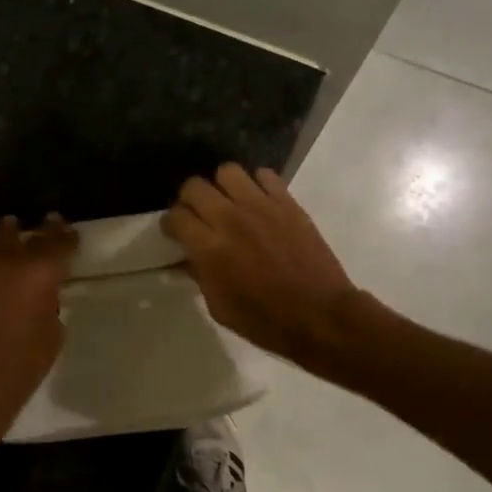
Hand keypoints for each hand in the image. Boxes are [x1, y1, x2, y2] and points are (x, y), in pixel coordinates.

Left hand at [0, 214, 77, 437]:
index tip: (69, 229)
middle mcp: (7, 261)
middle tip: (44, 222)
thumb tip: (40, 294)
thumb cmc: (22, 365)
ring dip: (2, 237)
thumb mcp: (52, 334)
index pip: (57, 243)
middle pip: (23, 236)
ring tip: (6, 231)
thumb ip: (48, 303)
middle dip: (37, 231)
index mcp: (39, 272)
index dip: (65, 235)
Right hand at [165, 164, 359, 367]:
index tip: (176, 233)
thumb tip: (184, 258)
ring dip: (222, 186)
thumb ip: (198, 275)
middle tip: (198, 216)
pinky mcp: (287, 203)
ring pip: (227, 171)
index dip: (171, 224)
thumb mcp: (218, 307)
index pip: (175, 216)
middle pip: (194, 186)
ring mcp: (261, 206)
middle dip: (189, 200)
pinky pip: (265, 175)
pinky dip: (257, 184)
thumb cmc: (264, 320)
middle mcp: (229, 219)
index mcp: (209, 249)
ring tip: (229, 203)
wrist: (319, 315)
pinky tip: (258, 202)